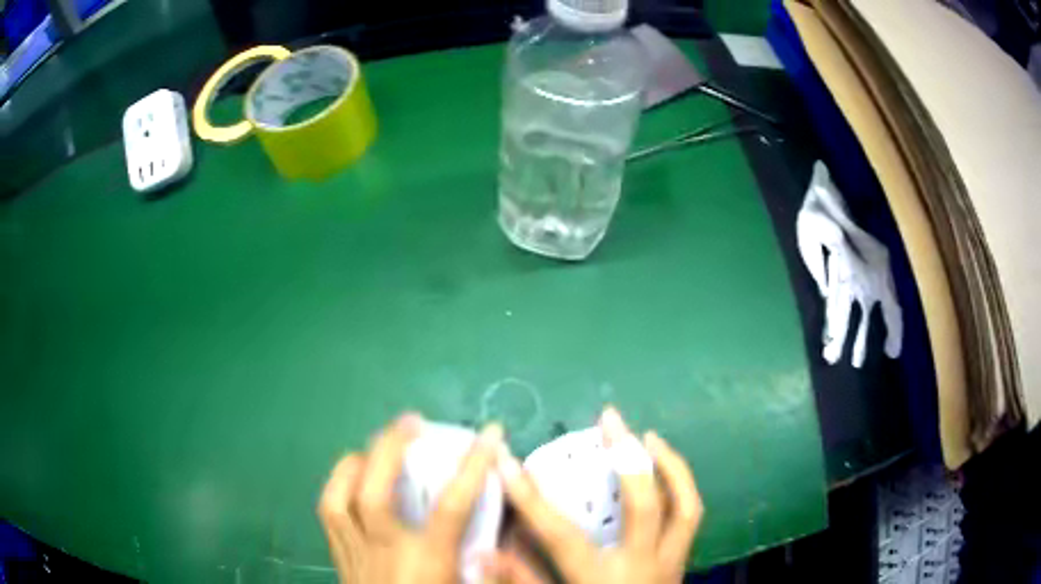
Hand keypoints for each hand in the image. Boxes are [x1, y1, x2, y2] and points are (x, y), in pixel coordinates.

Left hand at [318, 414, 502, 583]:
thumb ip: (493, 573)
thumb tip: (500, 539)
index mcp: (427, 564)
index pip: (452, 507)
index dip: (474, 466)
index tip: (491, 434)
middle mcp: (386, 553)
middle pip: (374, 492)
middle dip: (391, 448)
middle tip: (411, 421)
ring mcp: (355, 555)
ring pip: (339, 498)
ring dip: (357, 462)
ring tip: (375, 446)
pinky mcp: (340, 560)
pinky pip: (328, 513)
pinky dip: (337, 486)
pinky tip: (351, 479)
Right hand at [487, 408, 702, 583]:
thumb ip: (522, 581)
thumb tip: (484, 551)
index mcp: (601, 580)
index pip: (559, 533)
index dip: (529, 496)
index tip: (504, 459)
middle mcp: (642, 565)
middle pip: (643, 505)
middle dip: (626, 458)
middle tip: (610, 420)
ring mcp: (671, 562)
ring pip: (685, 506)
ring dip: (670, 466)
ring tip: (650, 436)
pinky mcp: (683, 562)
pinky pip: (690, 516)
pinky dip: (681, 487)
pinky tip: (667, 472)